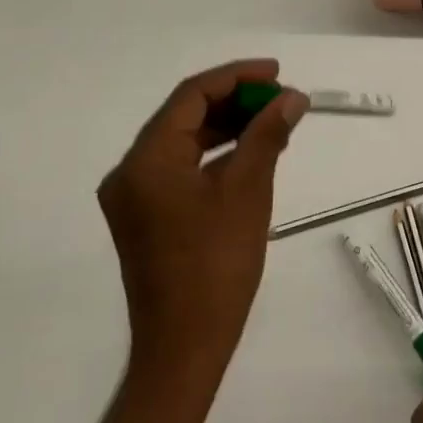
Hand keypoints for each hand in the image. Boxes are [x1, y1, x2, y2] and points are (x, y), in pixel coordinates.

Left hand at [97, 59, 307, 381]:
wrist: (184, 349)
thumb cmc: (216, 266)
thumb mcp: (248, 190)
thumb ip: (267, 134)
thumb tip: (292, 97)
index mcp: (146, 160)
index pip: (191, 96)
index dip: (236, 77)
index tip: (276, 73)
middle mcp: (130, 171)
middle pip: (184, 115)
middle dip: (235, 101)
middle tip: (280, 98)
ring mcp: (134, 196)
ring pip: (183, 140)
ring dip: (227, 126)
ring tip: (273, 121)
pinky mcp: (145, 216)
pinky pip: (180, 167)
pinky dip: (214, 154)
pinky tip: (249, 152)